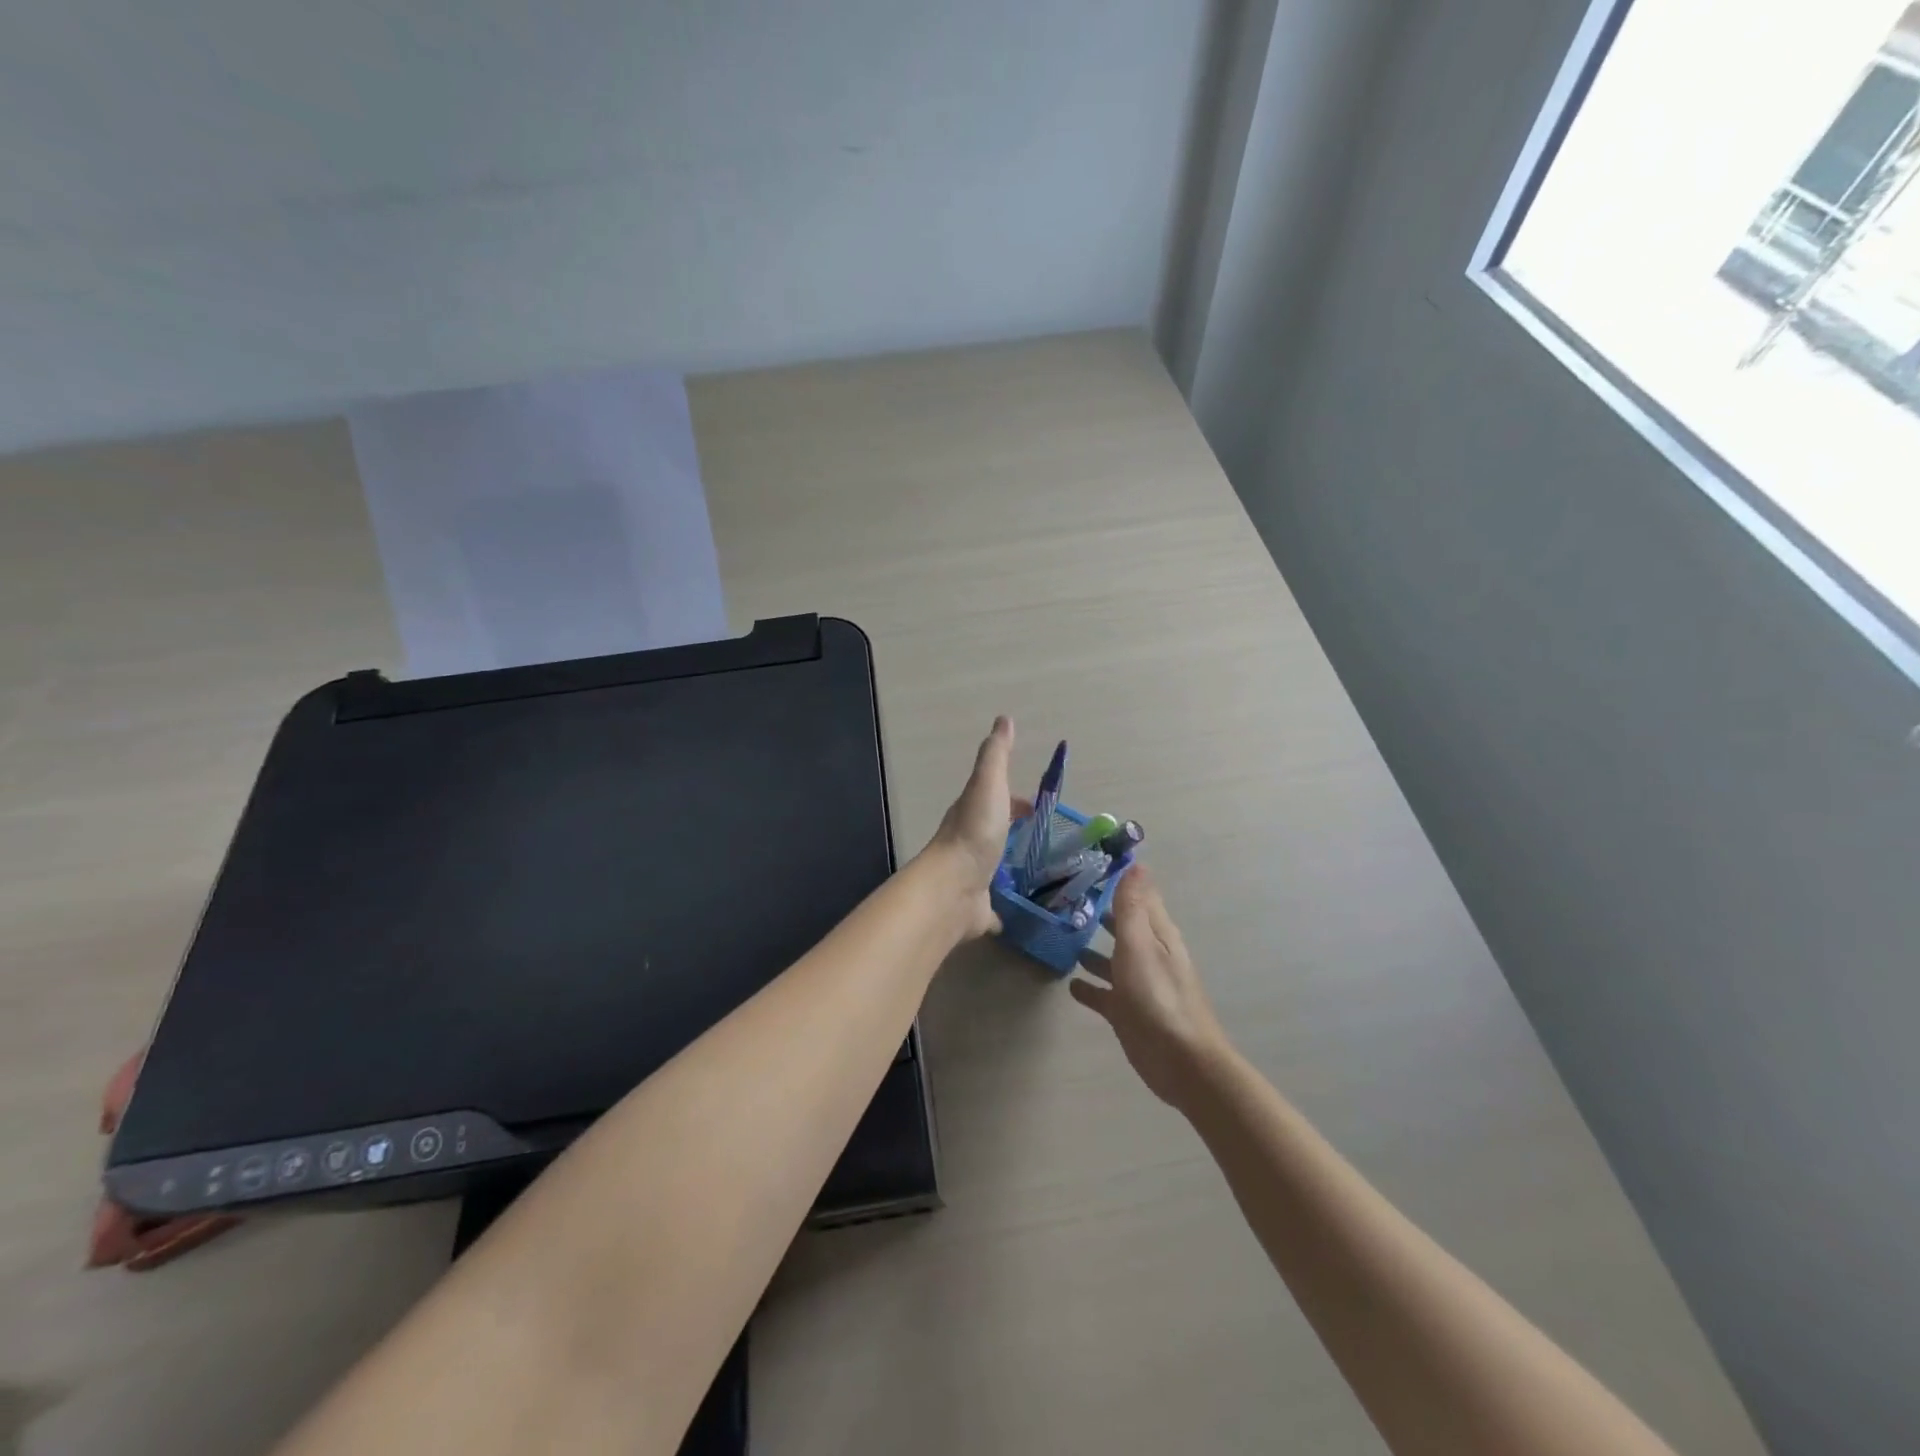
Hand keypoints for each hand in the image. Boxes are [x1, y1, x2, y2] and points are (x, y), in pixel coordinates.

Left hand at [919, 716, 1023, 938]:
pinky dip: (1002, 909)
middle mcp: (969, 844)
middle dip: (1014, 832)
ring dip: (1009, 866)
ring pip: (993, 868)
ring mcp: (972, 877)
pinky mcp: (977, 909)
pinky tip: (1016, 915)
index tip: (1037, 807)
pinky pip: (992, 908)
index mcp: (972, 814)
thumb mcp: (988, 784)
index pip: (996, 801)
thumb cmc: (975, 832)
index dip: (1015, 801)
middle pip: (995, 833)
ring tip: (1040, 874)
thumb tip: (1003, 719)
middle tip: (1044, 840)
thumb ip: (996, 754)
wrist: (953, 888)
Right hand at [1071, 867, 1230, 1108]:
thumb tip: (1136, 863)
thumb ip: (1133, 907)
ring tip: (1063, 934)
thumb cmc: (1158, 996)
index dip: (1121, 879)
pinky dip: (1089, 986)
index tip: (1091, 863)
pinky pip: (1104, 993)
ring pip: (1112, 958)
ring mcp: (1138, 984)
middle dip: (1101, 912)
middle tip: (1066, 897)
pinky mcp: (1127, 1011)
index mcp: (1157, 934)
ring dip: (1092, 948)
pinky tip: (1069, 984)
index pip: (1140, 896)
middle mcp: (1149, 954)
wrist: (1180, 1062)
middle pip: (1123, 926)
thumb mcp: (1140, 944)